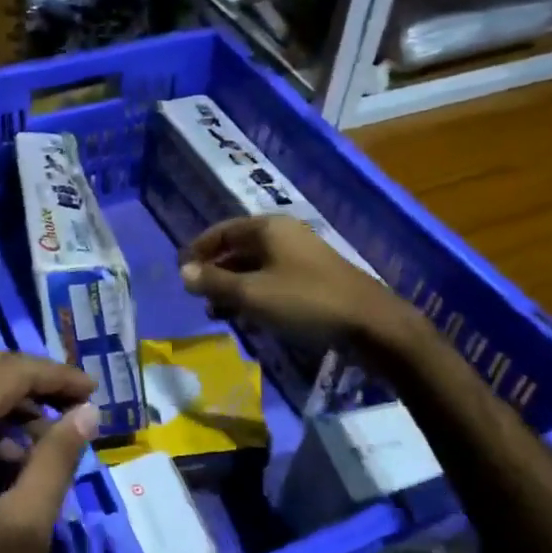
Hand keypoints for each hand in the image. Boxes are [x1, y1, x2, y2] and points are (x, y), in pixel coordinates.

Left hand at [0, 353, 99, 552]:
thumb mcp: (23, 530)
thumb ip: (56, 459)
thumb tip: (85, 412)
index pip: (10, 372)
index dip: (57, 377)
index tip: (95, 394)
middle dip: (35, 385)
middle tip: (77, 412)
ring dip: (9, 408)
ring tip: (46, 448)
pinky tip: (6, 467)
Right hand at [180, 215, 390, 346]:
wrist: (371, 324)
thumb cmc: (305, 302)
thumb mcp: (252, 294)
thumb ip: (215, 282)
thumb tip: (184, 272)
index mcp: (268, 228)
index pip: (221, 231)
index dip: (198, 250)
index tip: (180, 272)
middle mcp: (284, 235)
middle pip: (238, 248)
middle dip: (215, 271)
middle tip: (196, 296)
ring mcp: (301, 257)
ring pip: (255, 267)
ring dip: (233, 286)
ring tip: (216, 311)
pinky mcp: (313, 279)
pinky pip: (272, 280)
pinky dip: (254, 294)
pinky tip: (247, 316)